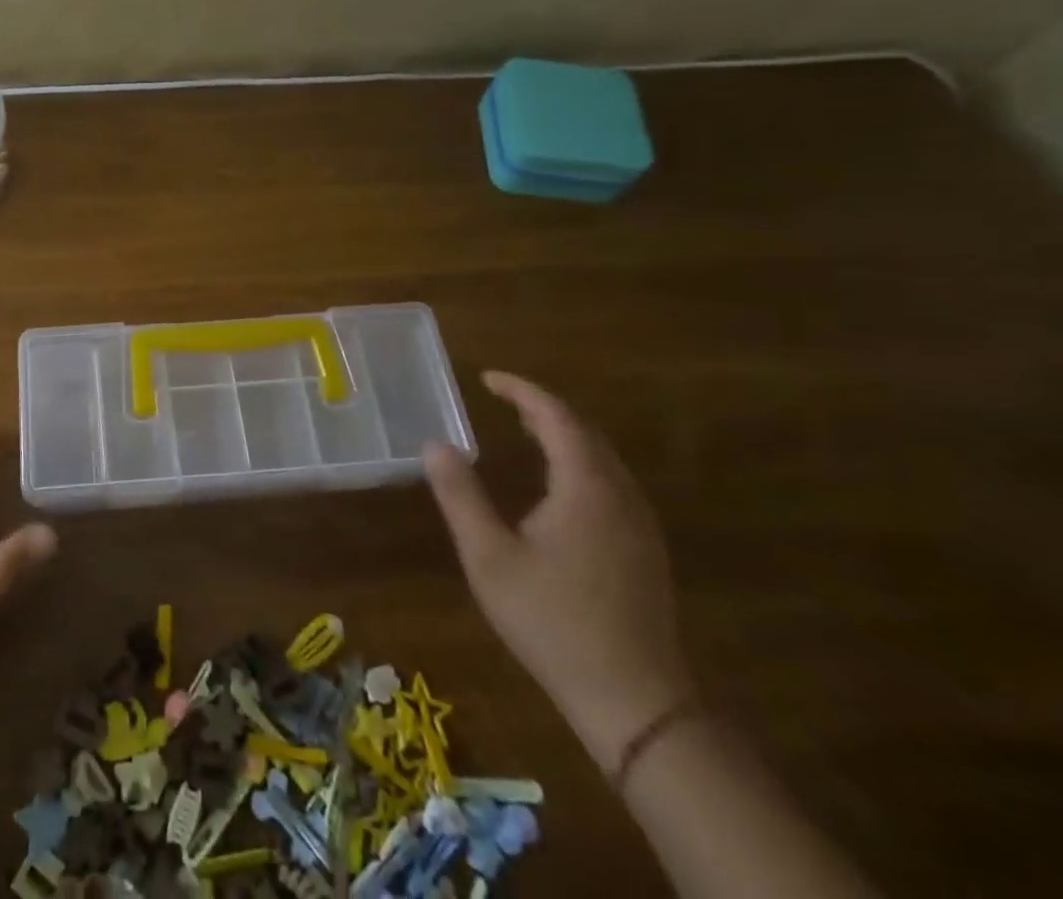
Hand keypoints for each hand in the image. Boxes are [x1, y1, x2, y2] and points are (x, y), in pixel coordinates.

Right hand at [424, 371, 693, 769]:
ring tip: (525, 429)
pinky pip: (611, 482)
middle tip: (502, 400)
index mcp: (586, 487)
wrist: (635, 701)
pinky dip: (580, 461)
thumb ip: (461, 496)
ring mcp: (640, 524)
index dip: (522, 391)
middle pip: (585, 432)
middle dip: (543, 408)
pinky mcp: (644, 550)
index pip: (557, 417)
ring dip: (564, 434)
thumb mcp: (489, 556)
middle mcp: (621, 495)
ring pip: (603, 458)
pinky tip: (558, 483)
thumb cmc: (553, 620)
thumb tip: (434, 445)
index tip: (488, 378)